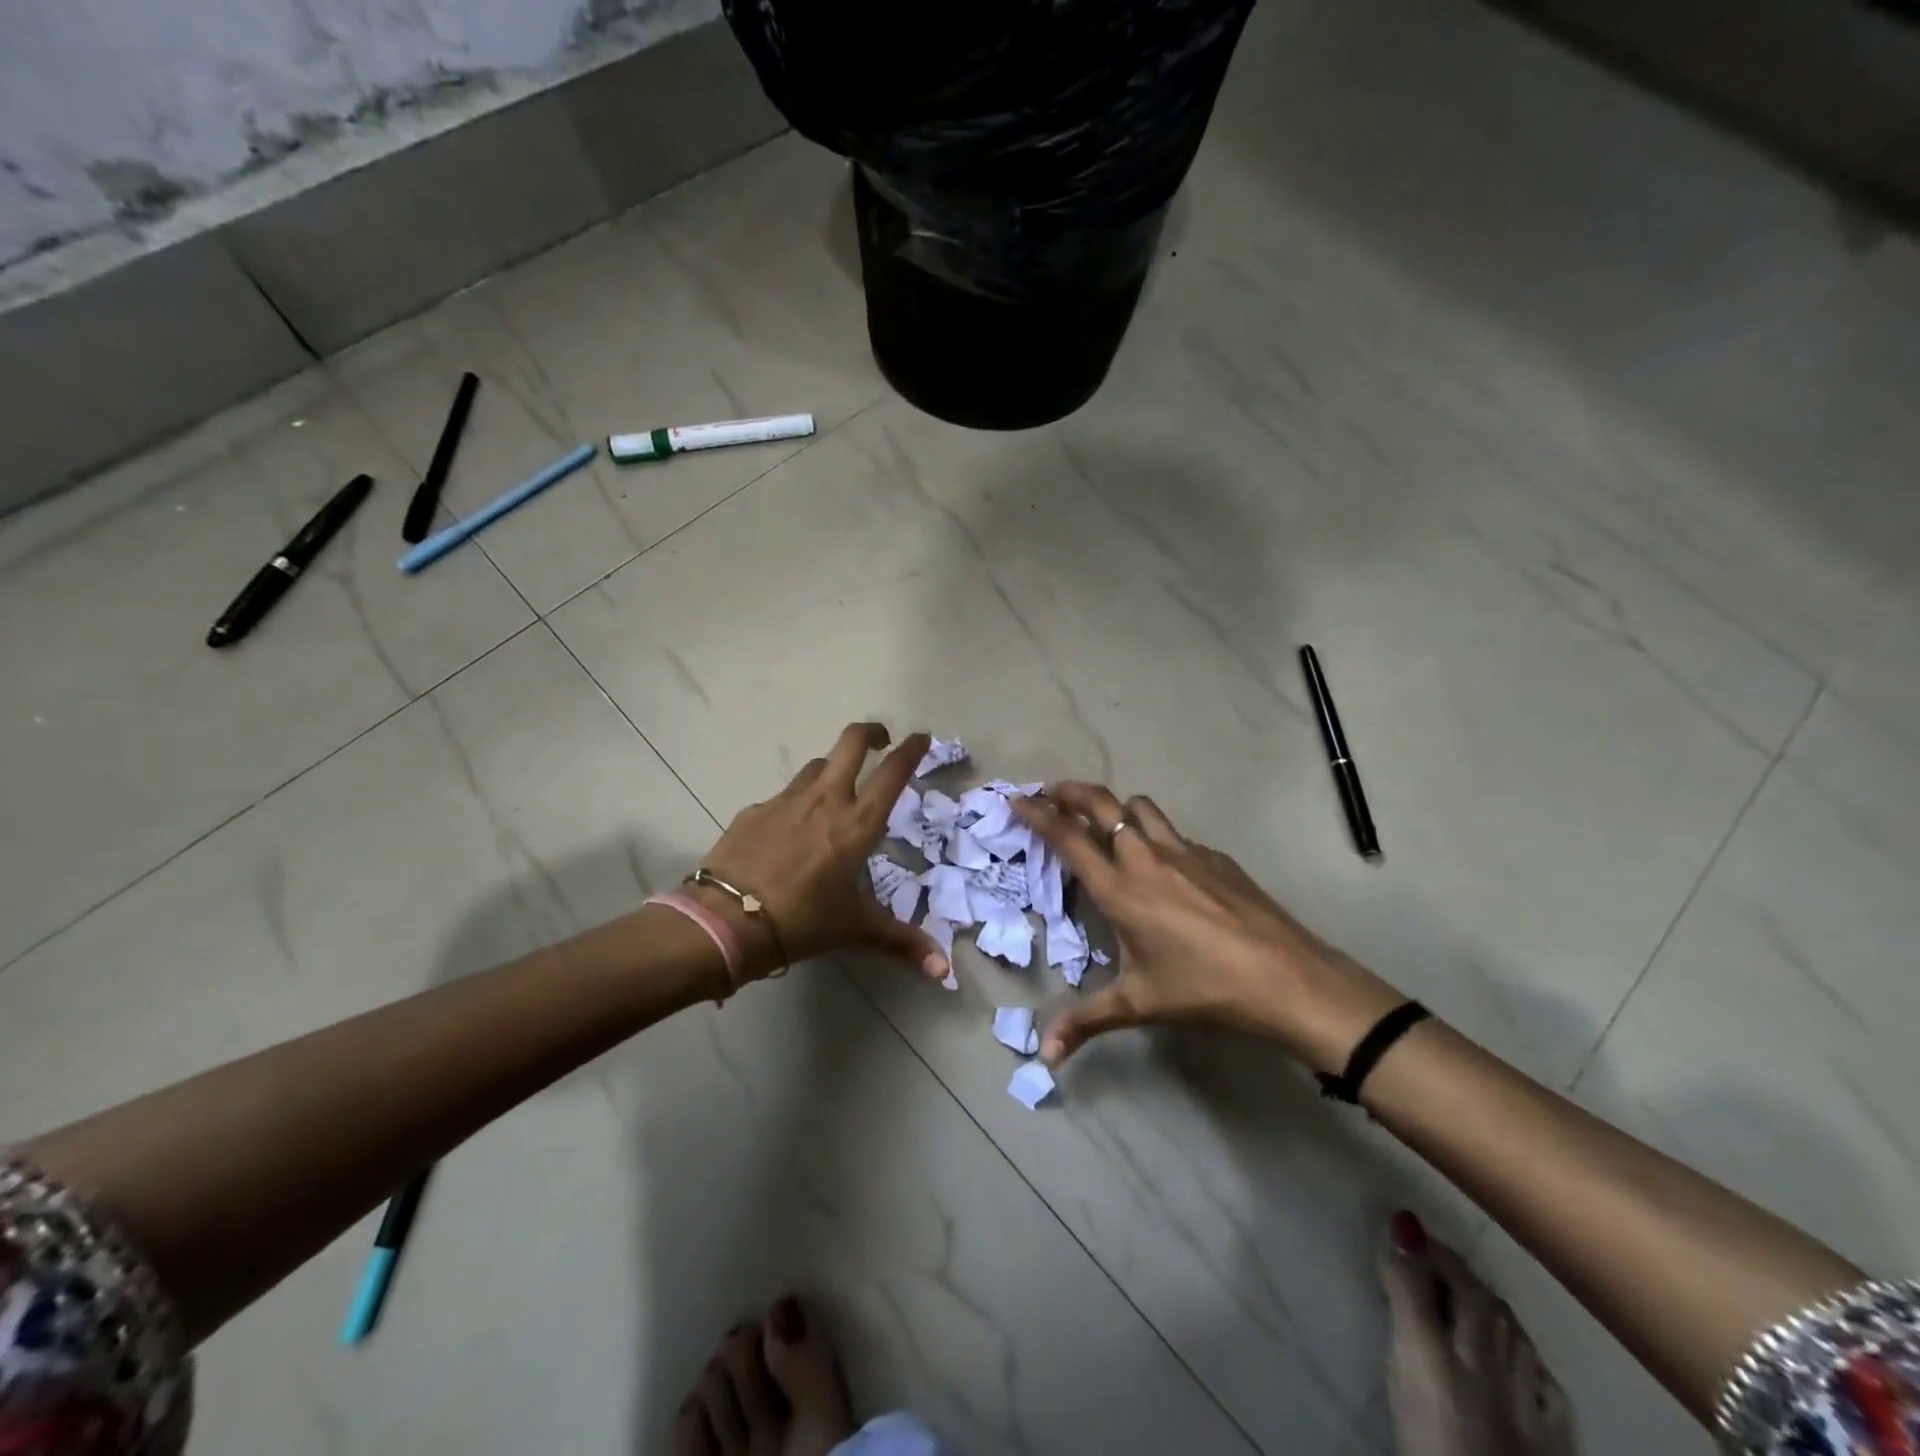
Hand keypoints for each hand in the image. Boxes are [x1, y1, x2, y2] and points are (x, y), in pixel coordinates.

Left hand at [694, 723, 951, 984]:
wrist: (727, 921)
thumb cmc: (803, 921)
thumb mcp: (856, 929)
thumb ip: (902, 942)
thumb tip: (944, 971)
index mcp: (857, 823)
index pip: (892, 772)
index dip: (910, 750)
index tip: (920, 738)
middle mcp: (825, 799)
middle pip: (852, 742)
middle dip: (871, 733)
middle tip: (880, 741)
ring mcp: (786, 800)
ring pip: (816, 766)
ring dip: (832, 768)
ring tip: (836, 788)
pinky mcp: (754, 811)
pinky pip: (783, 797)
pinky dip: (795, 803)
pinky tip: (789, 831)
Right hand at [1015, 782, 1402, 1066]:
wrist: (1286, 977)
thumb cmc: (1203, 988)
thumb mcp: (1138, 1005)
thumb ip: (1086, 1022)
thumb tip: (1046, 1058)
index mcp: (1120, 888)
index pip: (1068, 836)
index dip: (1038, 813)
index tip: (1018, 798)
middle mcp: (1146, 857)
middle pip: (1101, 802)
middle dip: (1070, 791)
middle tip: (1051, 793)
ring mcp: (1185, 851)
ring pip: (1140, 807)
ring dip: (1115, 807)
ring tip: (1104, 823)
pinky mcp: (1216, 857)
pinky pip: (1174, 833)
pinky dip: (1155, 834)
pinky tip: (1163, 866)